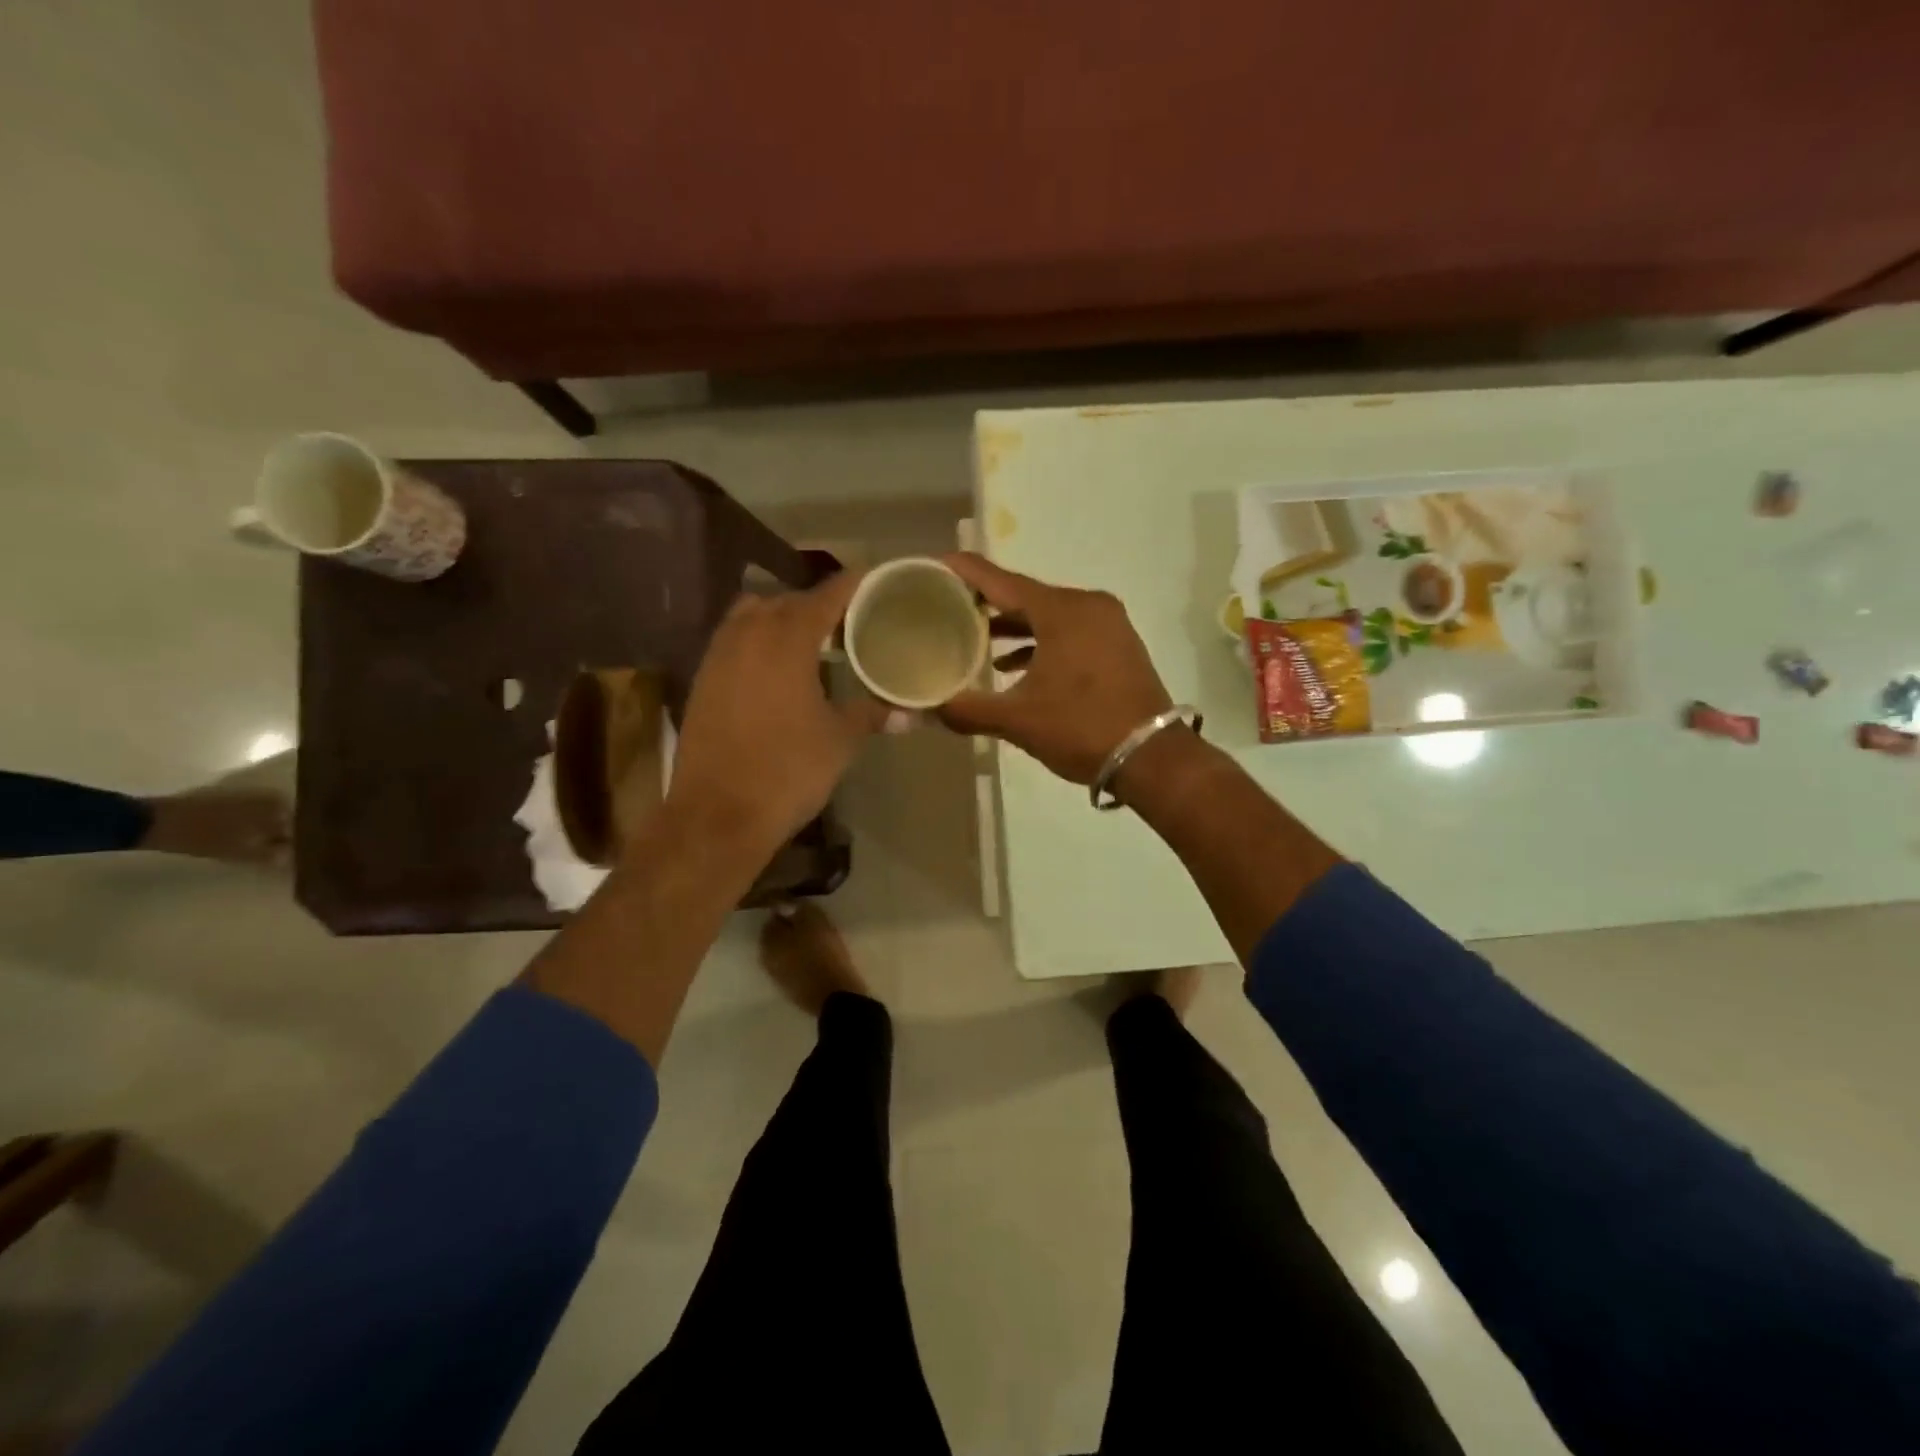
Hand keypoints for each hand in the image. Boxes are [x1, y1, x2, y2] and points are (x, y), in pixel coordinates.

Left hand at [664, 570, 886, 862]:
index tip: (875, 579)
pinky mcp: (702, 680)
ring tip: (811, 642)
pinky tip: (776, 671)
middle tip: (848, 621)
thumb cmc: (788, 770)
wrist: (718, 815)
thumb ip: (871, 714)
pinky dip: (757, 641)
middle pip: (787, 600)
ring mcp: (718, 656)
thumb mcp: (840, 740)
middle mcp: (748, 634)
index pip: (827, 594)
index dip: (853, 584)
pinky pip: (733, 641)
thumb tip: (908, 712)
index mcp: (787, 638)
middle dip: (817, 604)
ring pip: (752, 616)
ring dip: (781, 619)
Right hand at [938, 553, 1172, 783]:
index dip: (963, 571)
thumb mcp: (1017, 721)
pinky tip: (1014, 665)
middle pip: (1024, 594)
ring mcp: (1108, 623)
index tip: (933, 565)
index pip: (999, 580)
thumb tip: (924, 710)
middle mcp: (1087, 605)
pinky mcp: (1117, 644)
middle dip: (985, 601)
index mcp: (1061, 611)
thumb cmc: (1081, 729)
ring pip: (1048, 614)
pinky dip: (1040, 642)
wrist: (1152, 757)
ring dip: (1013, 625)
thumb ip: (967, 710)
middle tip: (946, 605)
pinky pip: (1068, 631)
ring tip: (975, 637)